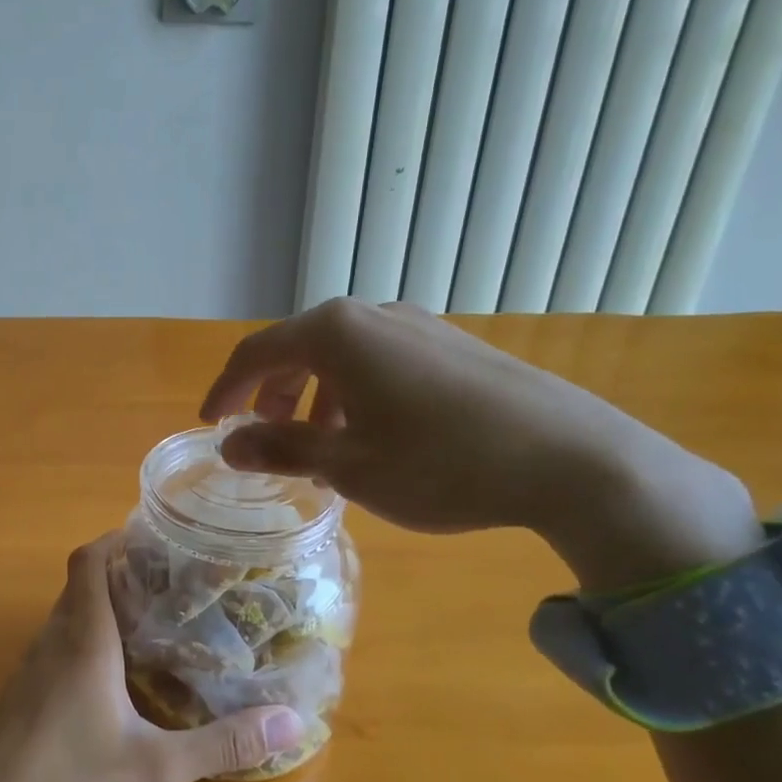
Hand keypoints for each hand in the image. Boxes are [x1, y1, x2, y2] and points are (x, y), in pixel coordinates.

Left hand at [0, 537, 303, 781]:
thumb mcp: (157, 771)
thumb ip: (223, 742)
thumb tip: (291, 719)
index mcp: (83, 642)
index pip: (88, 562)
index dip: (115, 540)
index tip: (154, 539)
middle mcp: (51, 643)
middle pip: (79, 585)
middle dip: (119, 574)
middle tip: (170, 584)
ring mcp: (29, 670)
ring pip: (65, 616)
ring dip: (100, 607)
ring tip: (151, 623)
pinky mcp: (20, 697)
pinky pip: (54, 646)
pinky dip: (83, 640)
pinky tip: (112, 677)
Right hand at [201, 299, 762, 590]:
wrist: (571, 458)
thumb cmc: (440, 463)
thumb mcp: (348, 466)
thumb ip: (280, 449)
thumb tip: (228, 444)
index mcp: (335, 334)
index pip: (256, 353)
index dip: (225, 389)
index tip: (211, 425)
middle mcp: (372, 315)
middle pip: (298, 348)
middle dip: (270, 393)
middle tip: (262, 436)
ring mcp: (417, 325)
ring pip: (341, 355)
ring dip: (313, 395)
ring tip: (318, 444)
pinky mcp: (451, 345)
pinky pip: (380, 360)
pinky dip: (354, 392)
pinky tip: (372, 433)